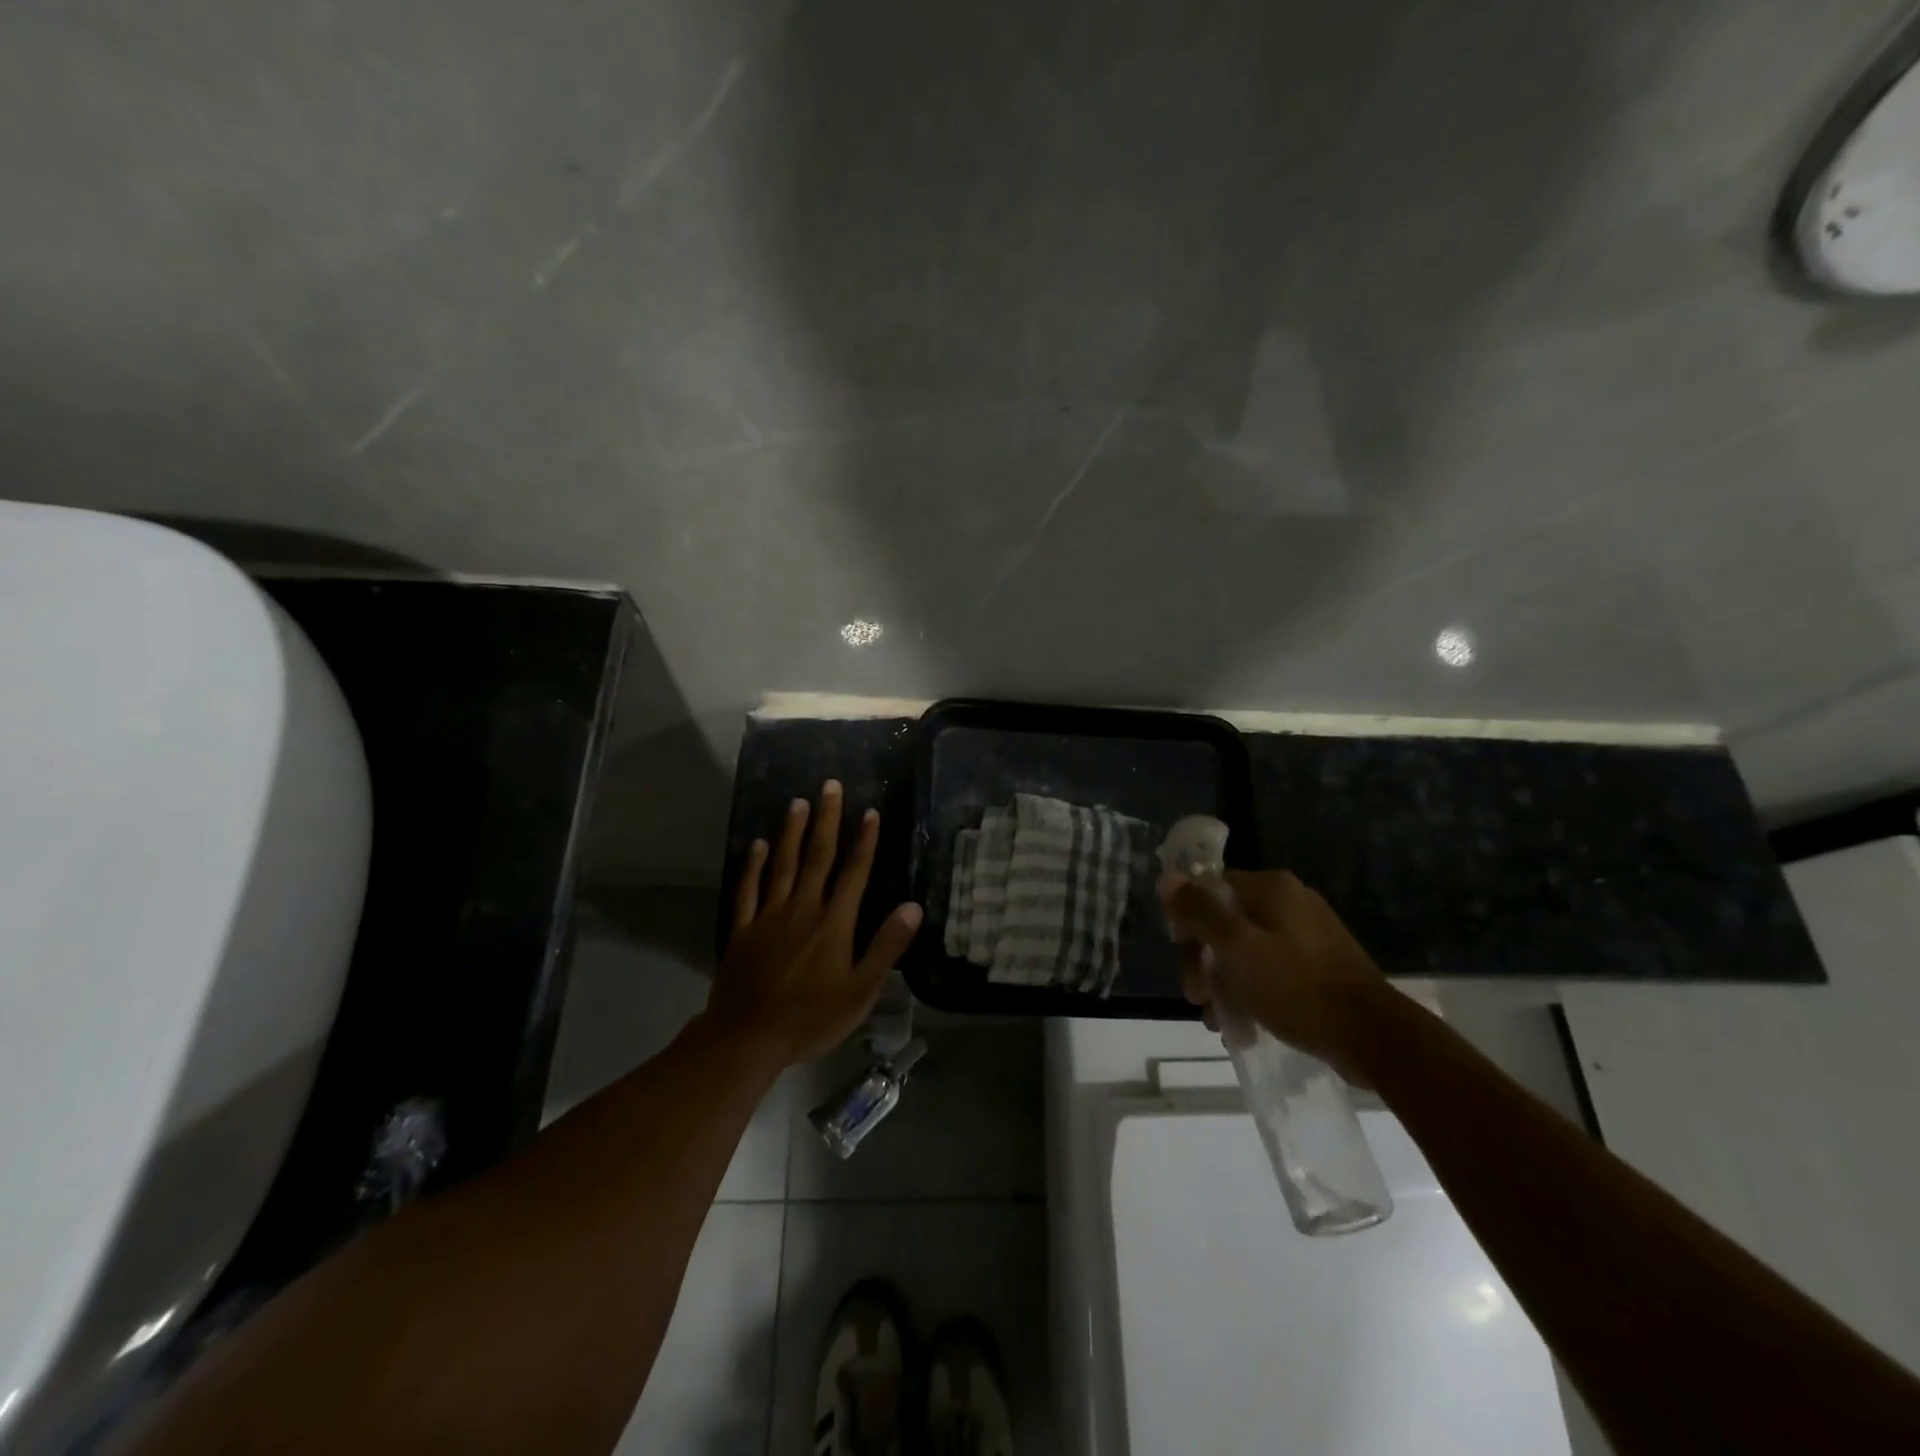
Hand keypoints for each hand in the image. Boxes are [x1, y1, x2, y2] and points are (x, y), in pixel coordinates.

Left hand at [707, 780, 922, 1067]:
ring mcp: (769, 916)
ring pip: (783, 865)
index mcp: (834, 923)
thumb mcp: (861, 991)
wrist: (748, 1038)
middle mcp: (803, 909)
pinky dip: (753, 866)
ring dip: (791, 832)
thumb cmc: (812, 1018)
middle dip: (827, 820)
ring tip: (798, 802)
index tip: (870, 811)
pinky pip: (749, 890)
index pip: (854, 873)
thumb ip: (886, 947)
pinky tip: (758, 845)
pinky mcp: (743, 929)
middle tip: (830, 785)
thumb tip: (913, 907)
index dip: (864, 841)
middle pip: (818, 857)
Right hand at [1159, 869, 1391, 1081]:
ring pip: (1245, 950)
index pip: (1210, 888)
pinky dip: (1251, 992)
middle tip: (1197, 998)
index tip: (1182, 958)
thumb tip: (1167, 879)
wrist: (1373, 1037)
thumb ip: (1199, 912)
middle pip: (1226, 921)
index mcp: (1271, 888)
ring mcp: (1306, 934)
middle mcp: (1289, 901)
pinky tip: (1244, 1025)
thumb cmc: (1297, 986)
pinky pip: (1270, 970)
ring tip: (1219, 1021)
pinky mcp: (1318, 965)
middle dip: (1204, 960)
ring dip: (1224, 982)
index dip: (1187, 921)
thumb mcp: (1237, 947)